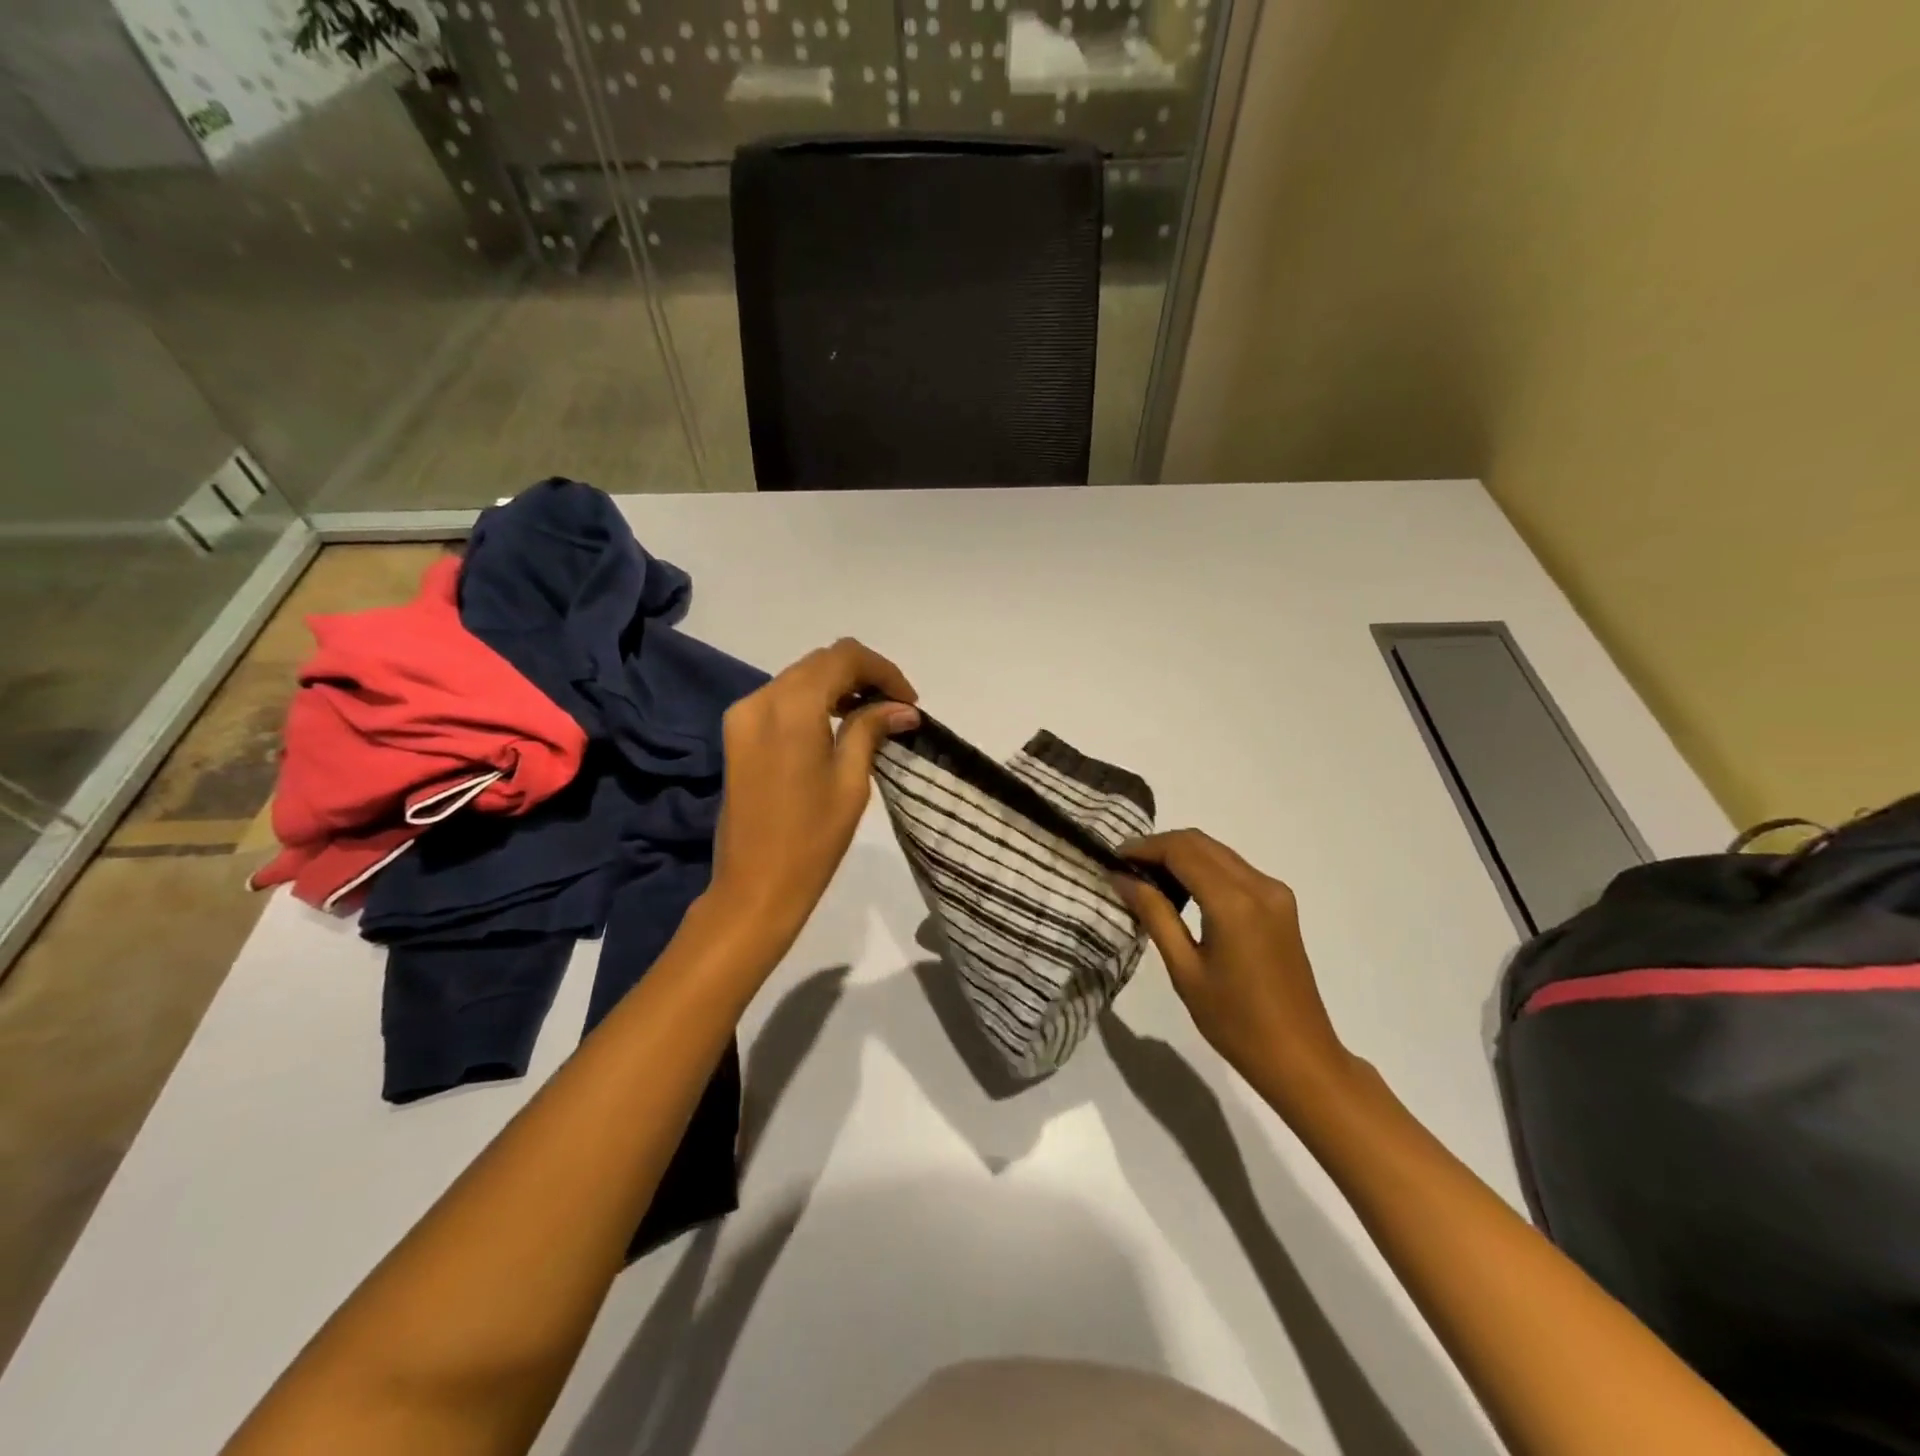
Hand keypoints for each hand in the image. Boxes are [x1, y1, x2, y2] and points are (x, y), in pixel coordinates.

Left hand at [708, 639, 919, 945]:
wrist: (755, 887)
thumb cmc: (812, 839)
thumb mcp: (851, 781)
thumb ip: (872, 730)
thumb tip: (902, 708)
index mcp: (791, 707)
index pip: (843, 657)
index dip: (882, 671)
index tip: (908, 702)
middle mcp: (760, 699)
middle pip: (819, 663)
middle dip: (862, 675)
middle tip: (896, 708)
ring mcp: (743, 715)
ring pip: (799, 678)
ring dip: (838, 687)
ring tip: (872, 716)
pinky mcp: (737, 734)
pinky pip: (781, 700)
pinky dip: (813, 702)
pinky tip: (837, 726)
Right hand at [1115, 830, 1355, 1114]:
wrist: (1299, 1057)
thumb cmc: (1235, 1021)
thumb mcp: (1184, 969)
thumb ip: (1154, 914)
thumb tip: (1121, 877)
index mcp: (1234, 902)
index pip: (1181, 850)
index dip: (1144, 848)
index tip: (1113, 859)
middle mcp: (1259, 885)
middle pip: (1200, 843)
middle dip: (1160, 847)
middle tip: (1126, 868)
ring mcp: (1275, 893)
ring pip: (1218, 852)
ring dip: (1181, 855)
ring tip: (1147, 879)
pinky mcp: (1281, 904)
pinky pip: (1234, 869)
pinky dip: (1203, 868)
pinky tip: (1182, 891)